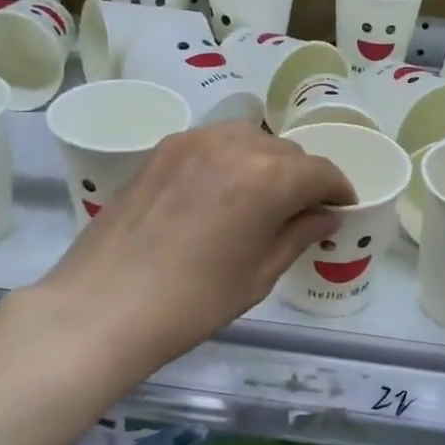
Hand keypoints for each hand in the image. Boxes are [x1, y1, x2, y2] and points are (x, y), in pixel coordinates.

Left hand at [26, 121, 352, 374]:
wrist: (103, 306)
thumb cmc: (192, 302)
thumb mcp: (258, 275)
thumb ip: (298, 235)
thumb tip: (325, 216)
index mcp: (268, 177)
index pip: (320, 171)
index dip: (338, 190)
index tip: (341, 209)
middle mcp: (234, 144)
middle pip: (286, 151)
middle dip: (302, 178)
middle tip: (301, 212)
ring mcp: (192, 141)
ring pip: (248, 139)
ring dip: (266, 162)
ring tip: (261, 198)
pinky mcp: (161, 149)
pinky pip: (213, 143)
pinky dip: (230, 159)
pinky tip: (221, 191)